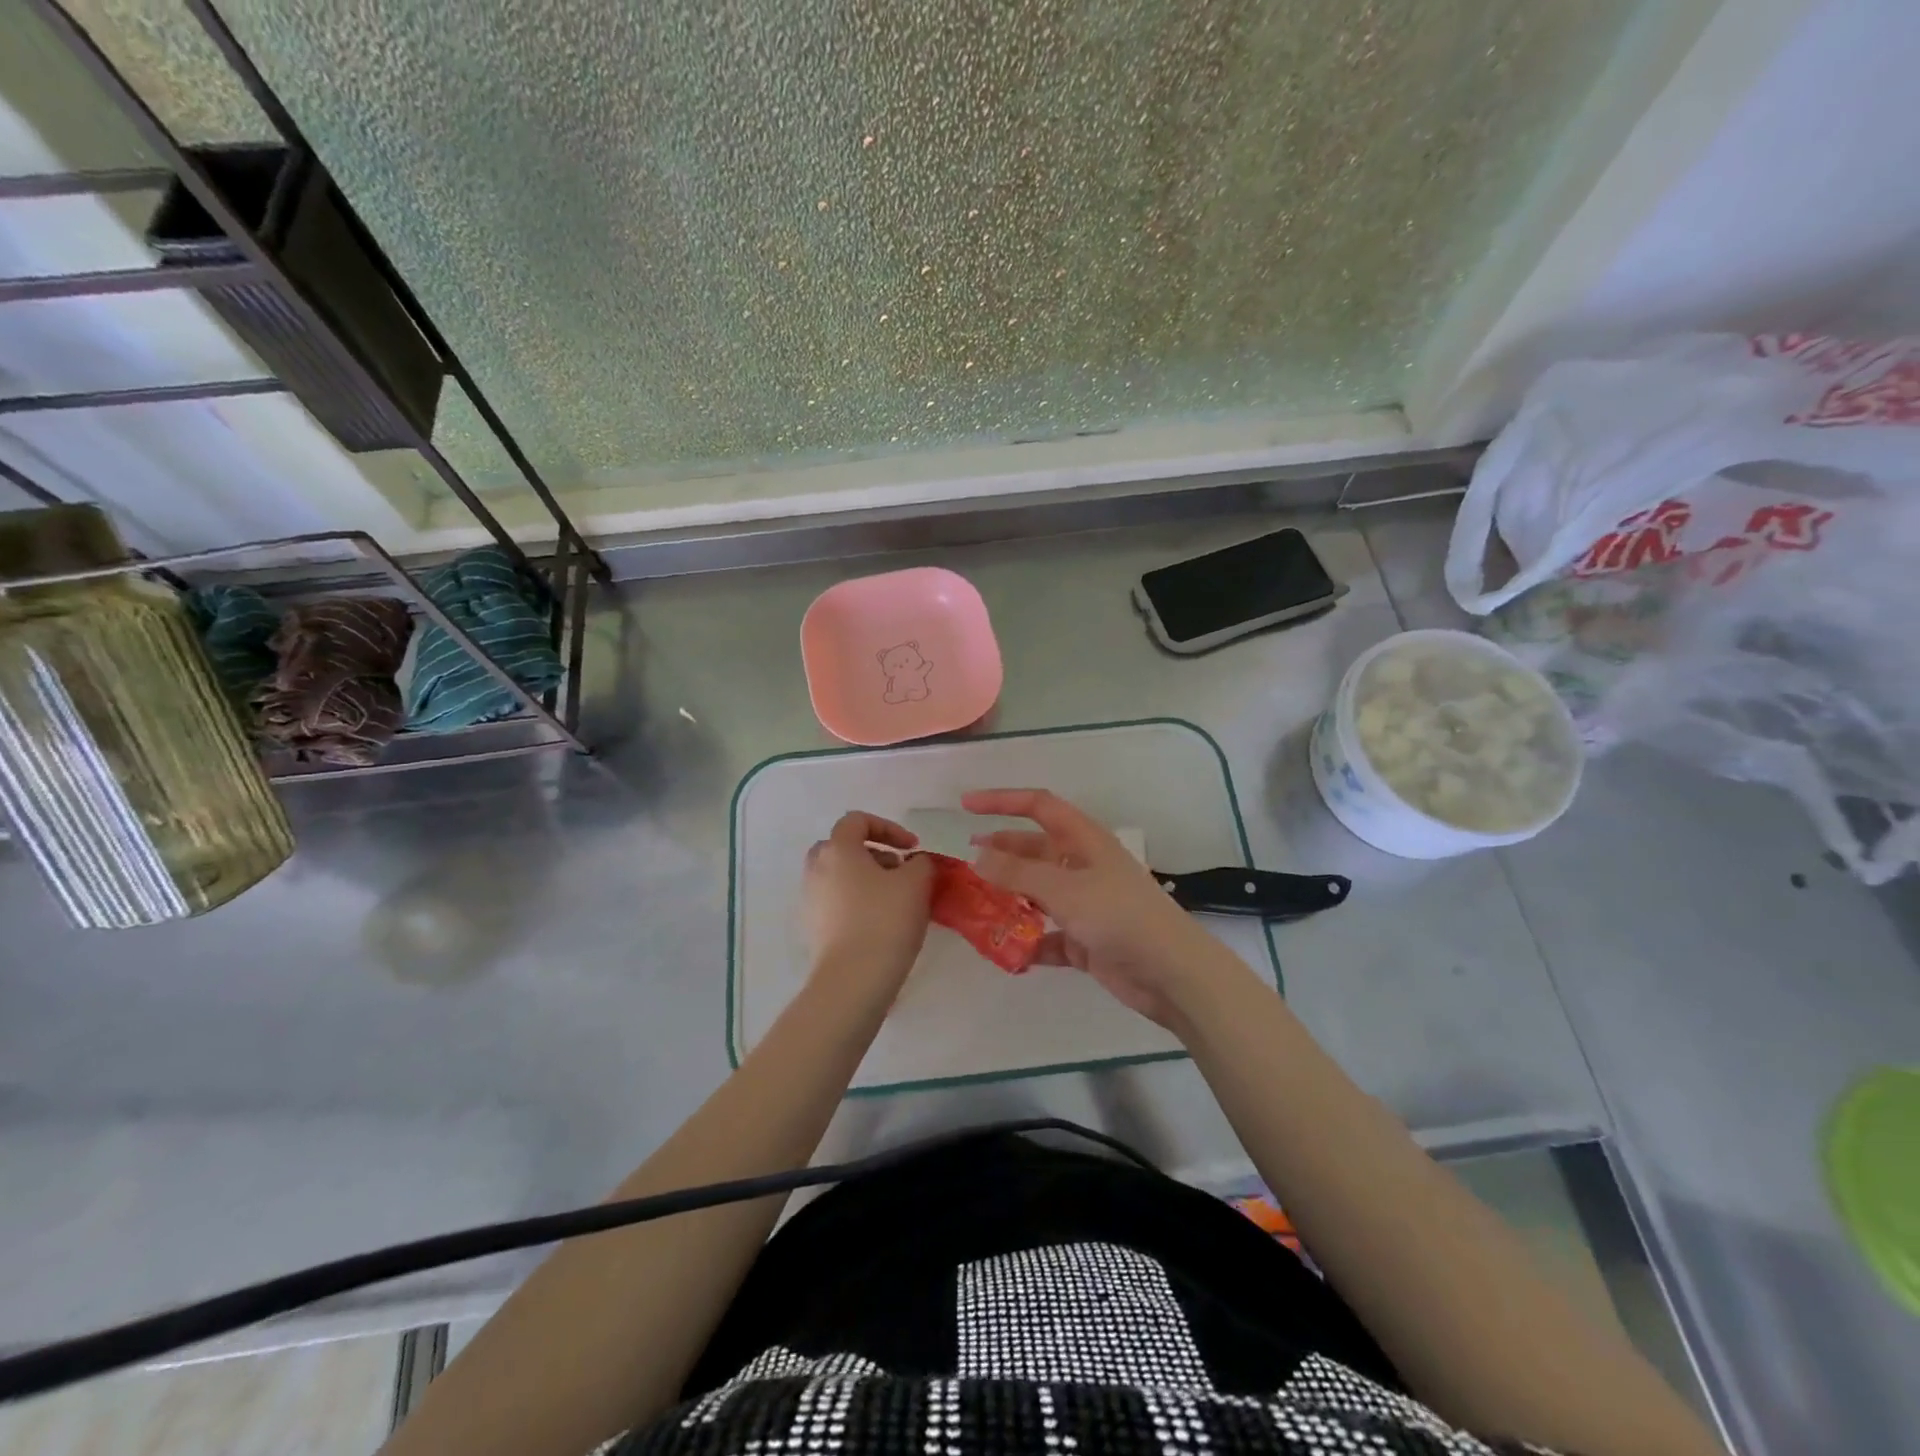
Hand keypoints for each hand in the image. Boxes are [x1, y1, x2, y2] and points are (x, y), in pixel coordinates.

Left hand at [803, 811, 933, 999]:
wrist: (853, 979)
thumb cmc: (885, 920)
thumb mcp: (916, 883)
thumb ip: (920, 862)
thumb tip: (915, 863)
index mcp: (837, 850)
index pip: (857, 820)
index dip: (888, 827)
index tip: (912, 848)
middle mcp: (816, 869)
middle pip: (842, 848)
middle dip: (873, 854)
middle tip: (898, 870)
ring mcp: (810, 900)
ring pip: (839, 876)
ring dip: (866, 879)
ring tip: (893, 900)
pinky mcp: (812, 928)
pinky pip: (835, 902)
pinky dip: (856, 902)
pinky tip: (879, 923)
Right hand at [964, 789, 1236, 1026]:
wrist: (1171, 973)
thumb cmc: (1119, 916)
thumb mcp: (1064, 889)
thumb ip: (1017, 873)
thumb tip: (977, 856)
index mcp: (1084, 840)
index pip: (1039, 806)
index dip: (1002, 801)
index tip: (966, 805)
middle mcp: (1084, 866)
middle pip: (1035, 849)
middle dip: (1001, 851)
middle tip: (965, 861)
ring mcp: (1086, 903)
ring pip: (1038, 892)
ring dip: (1010, 897)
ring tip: (975, 905)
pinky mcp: (1087, 940)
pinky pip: (1048, 935)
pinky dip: (1028, 941)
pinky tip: (1006, 951)